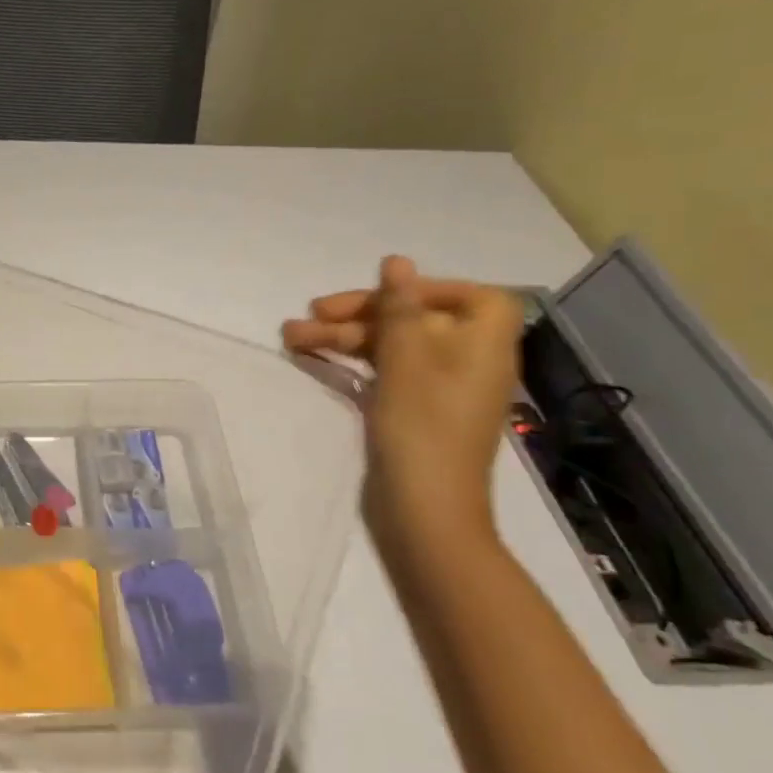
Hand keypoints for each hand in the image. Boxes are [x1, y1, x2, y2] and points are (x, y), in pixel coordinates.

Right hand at [283, 256, 521, 536]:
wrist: (425, 512)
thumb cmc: (422, 428)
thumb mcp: (406, 358)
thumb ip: (399, 307)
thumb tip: (397, 260)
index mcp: (483, 343)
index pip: (464, 295)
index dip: (421, 289)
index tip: (378, 296)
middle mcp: (466, 360)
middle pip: (414, 319)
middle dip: (359, 314)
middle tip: (309, 313)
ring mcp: (439, 389)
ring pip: (390, 347)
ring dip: (342, 338)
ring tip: (289, 336)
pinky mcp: (413, 412)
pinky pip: (383, 372)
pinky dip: (351, 362)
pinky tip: (312, 358)